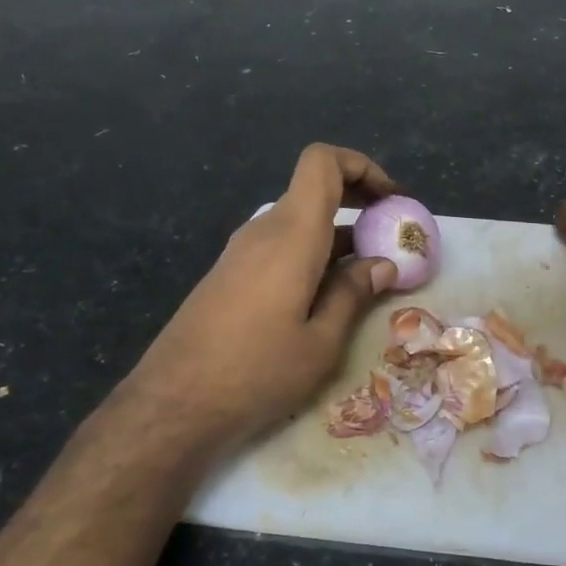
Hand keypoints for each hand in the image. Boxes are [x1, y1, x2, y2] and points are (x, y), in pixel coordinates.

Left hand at [123, 144, 400, 455]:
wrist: (173, 404)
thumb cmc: (256, 371)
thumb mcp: (321, 342)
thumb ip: (353, 294)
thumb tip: (382, 264)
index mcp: (292, 234)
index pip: (322, 162)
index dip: (362, 167)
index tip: (392, 202)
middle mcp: (264, 231)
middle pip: (314, 190)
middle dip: (359, 203)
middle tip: (392, 237)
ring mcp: (242, 252)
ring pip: (299, 223)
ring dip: (338, 237)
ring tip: (370, 277)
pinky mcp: (230, 275)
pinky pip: (280, 247)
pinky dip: (313, 256)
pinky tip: (327, 298)